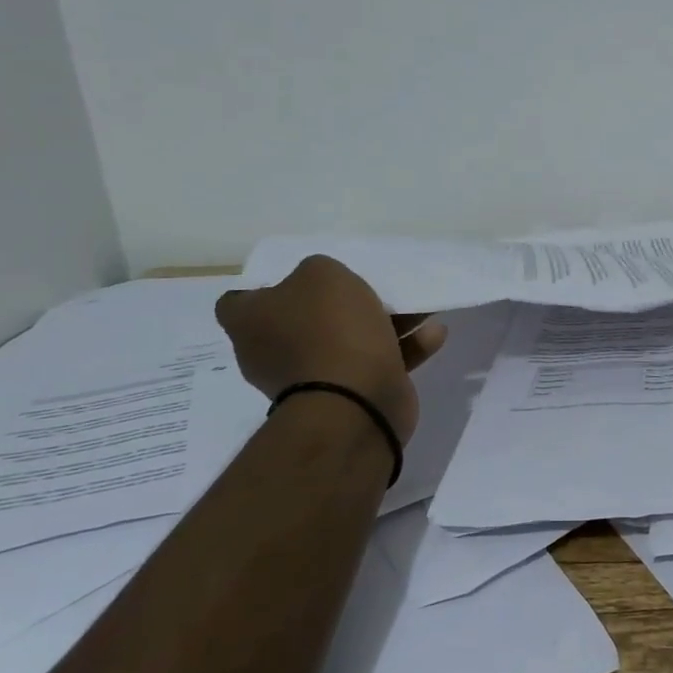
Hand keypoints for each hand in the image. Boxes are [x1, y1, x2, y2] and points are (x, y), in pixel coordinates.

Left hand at [214, 255, 447, 439]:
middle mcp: (272, 352)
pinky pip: (377, 363)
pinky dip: (403, 348)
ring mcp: (312, 378)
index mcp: (252, 323)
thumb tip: (321, 285)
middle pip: (303, 319)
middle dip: (336, 304)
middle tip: (365, 286)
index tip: (299, 276)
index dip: (266, 285)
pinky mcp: (350, 396)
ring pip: (347, 340)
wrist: (356, 403)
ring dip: (383, 322)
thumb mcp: (322, 274)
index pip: (238, 300)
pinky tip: (434, 332)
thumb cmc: (329, 331)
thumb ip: (318, 269)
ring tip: (417, 306)